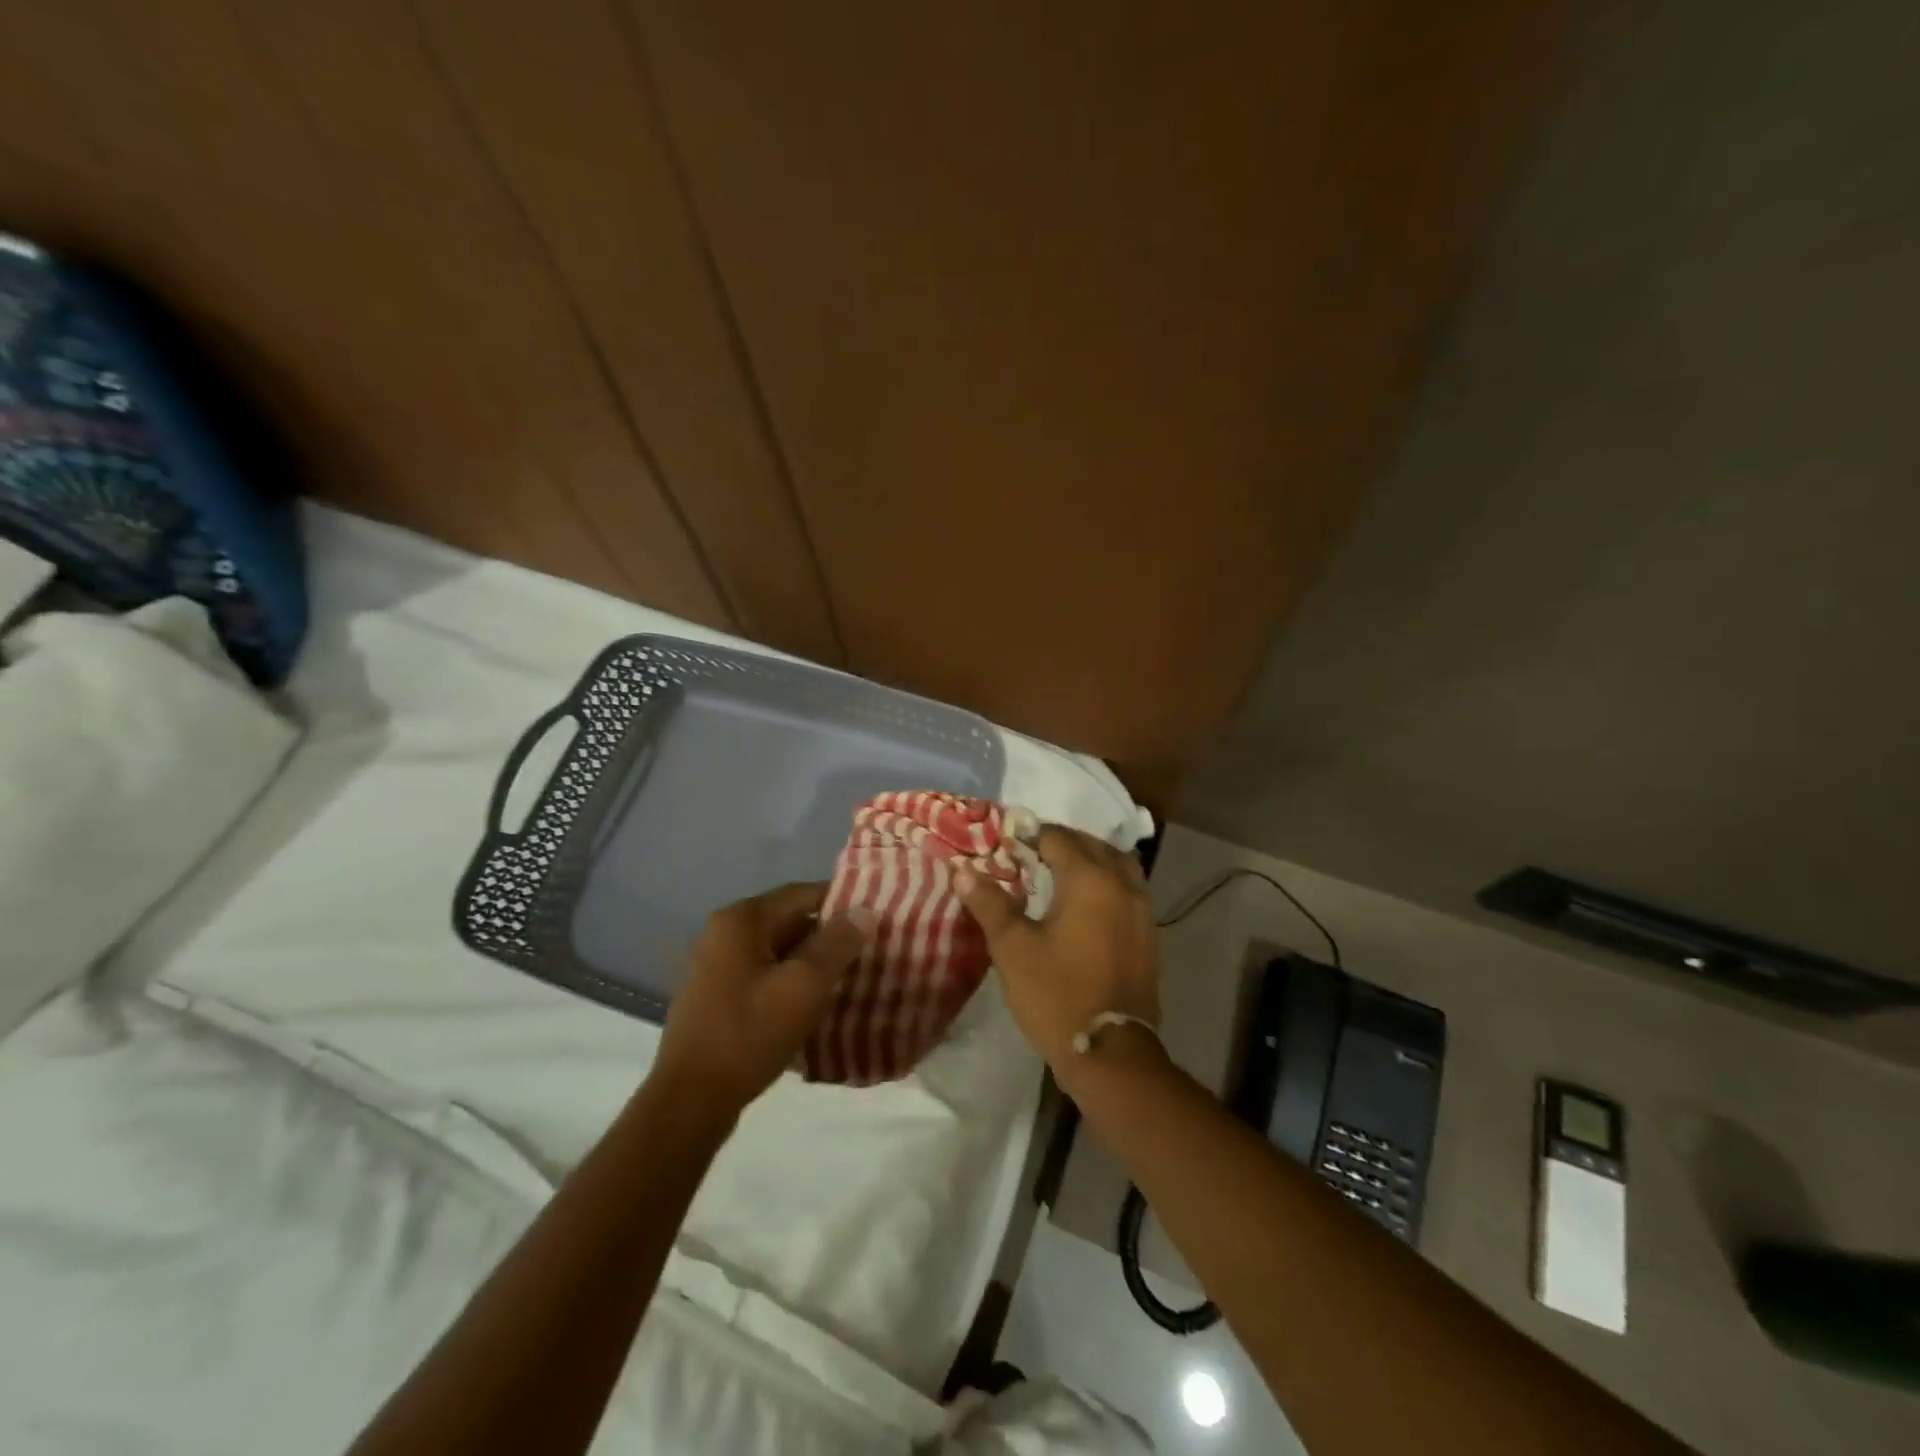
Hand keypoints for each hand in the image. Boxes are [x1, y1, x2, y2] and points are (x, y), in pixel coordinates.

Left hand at [653, 883, 874, 1117]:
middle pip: (789, 921)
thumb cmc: (749, 1034)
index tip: (875, 921)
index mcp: (742, 920)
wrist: (690, 1101)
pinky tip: (814, 1005)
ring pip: (777, 951)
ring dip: (811, 963)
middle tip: (869, 952)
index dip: (842, 903)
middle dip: (828, 936)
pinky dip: (789, 983)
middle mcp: (723, 933)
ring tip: (850, 979)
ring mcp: (715, 966)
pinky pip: (763, 976)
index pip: (803, 893)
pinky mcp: (715, 996)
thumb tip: (864, 911)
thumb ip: (837, 943)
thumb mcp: (804, 986)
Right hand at [954, 826, 1161, 1075]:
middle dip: (1062, 843)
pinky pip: (1128, 889)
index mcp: (1089, 880)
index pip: (1058, 838)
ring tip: (1061, 872)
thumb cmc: (1056, 995)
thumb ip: (990, 903)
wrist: (1110, 1053)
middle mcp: (1122, 885)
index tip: (1007, 842)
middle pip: (1092, 845)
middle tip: (1030, 854)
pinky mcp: (1149, 934)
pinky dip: (1107, 882)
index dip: (1031, 835)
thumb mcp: (1013, 948)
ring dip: (1090, 859)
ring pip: (1118, 864)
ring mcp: (1142, 910)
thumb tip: (962, 870)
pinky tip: (1086, 902)